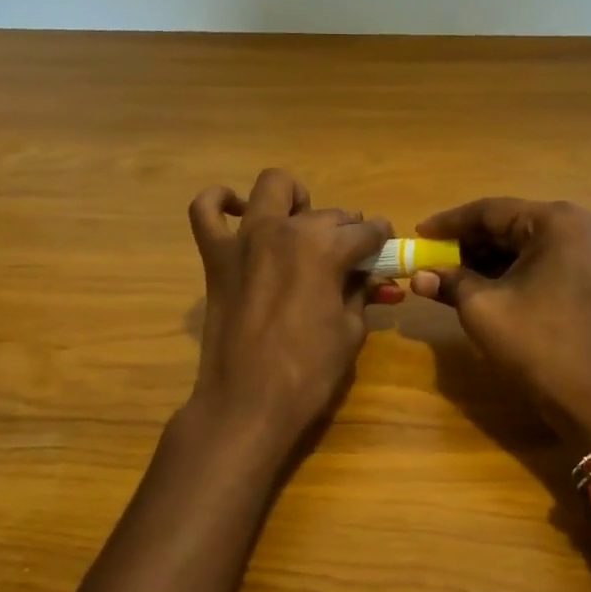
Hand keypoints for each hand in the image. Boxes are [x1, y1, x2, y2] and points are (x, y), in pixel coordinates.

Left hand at [188, 168, 394, 446]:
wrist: (248, 404)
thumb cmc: (308, 373)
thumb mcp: (350, 331)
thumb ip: (360, 292)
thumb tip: (367, 276)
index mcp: (326, 248)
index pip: (366, 231)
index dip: (382, 240)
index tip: (385, 249)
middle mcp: (286, 230)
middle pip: (328, 213)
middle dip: (347, 230)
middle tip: (350, 260)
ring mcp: (245, 239)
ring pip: (273, 187)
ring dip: (294, 200)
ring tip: (301, 226)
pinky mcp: (216, 256)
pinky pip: (205, 211)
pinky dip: (221, 202)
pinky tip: (237, 210)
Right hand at [411, 198, 590, 451]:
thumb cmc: (538, 345)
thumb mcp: (483, 309)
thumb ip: (449, 282)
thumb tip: (418, 276)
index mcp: (556, 222)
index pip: (490, 210)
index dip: (448, 223)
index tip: (417, 235)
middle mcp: (576, 226)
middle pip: (507, 225)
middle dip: (465, 244)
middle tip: (429, 260)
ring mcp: (585, 252)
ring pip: (520, 245)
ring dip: (483, 260)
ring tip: (446, 278)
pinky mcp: (585, 277)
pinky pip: (536, 262)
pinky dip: (505, 273)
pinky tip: (476, 289)